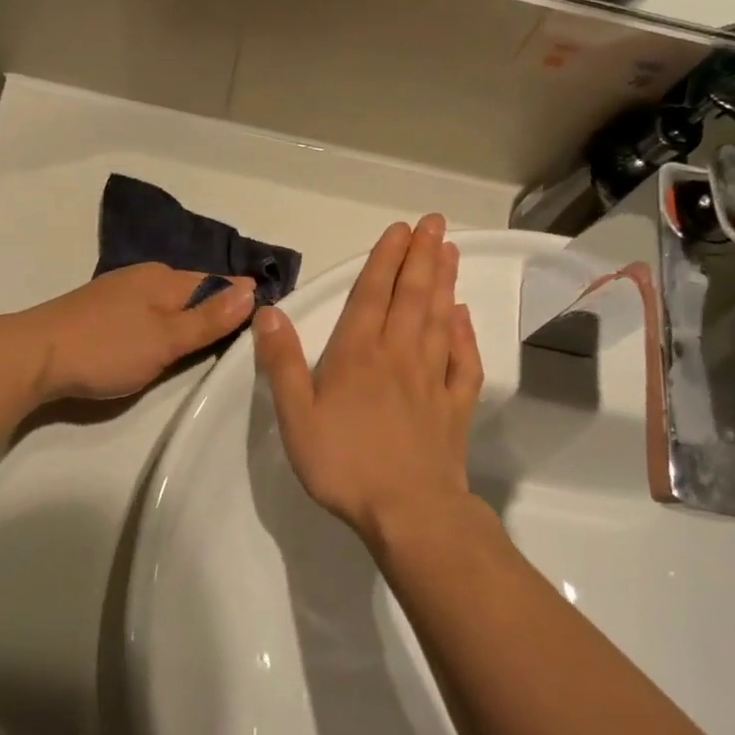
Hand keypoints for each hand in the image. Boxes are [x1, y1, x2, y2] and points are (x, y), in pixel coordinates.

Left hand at [14, 265, 256, 403]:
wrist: (32, 356)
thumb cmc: (106, 349)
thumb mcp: (165, 339)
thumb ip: (208, 318)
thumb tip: (252, 289)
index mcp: (165, 278)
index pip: (218, 283)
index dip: (240, 300)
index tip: (263, 322)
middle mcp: (145, 276)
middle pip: (193, 290)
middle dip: (215, 309)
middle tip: (238, 339)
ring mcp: (120, 291)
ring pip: (168, 301)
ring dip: (188, 318)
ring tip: (205, 343)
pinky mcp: (101, 310)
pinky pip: (147, 312)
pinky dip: (162, 324)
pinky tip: (161, 341)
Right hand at [254, 216, 482, 542]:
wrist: (408, 511)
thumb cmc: (344, 464)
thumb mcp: (296, 417)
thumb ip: (282, 363)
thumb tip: (268, 312)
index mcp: (357, 355)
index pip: (372, 295)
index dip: (384, 259)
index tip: (400, 229)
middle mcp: (398, 356)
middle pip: (413, 297)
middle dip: (422, 257)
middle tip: (435, 223)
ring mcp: (432, 380)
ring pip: (441, 320)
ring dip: (445, 283)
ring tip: (451, 252)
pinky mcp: (454, 407)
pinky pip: (464, 362)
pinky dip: (466, 335)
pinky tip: (464, 317)